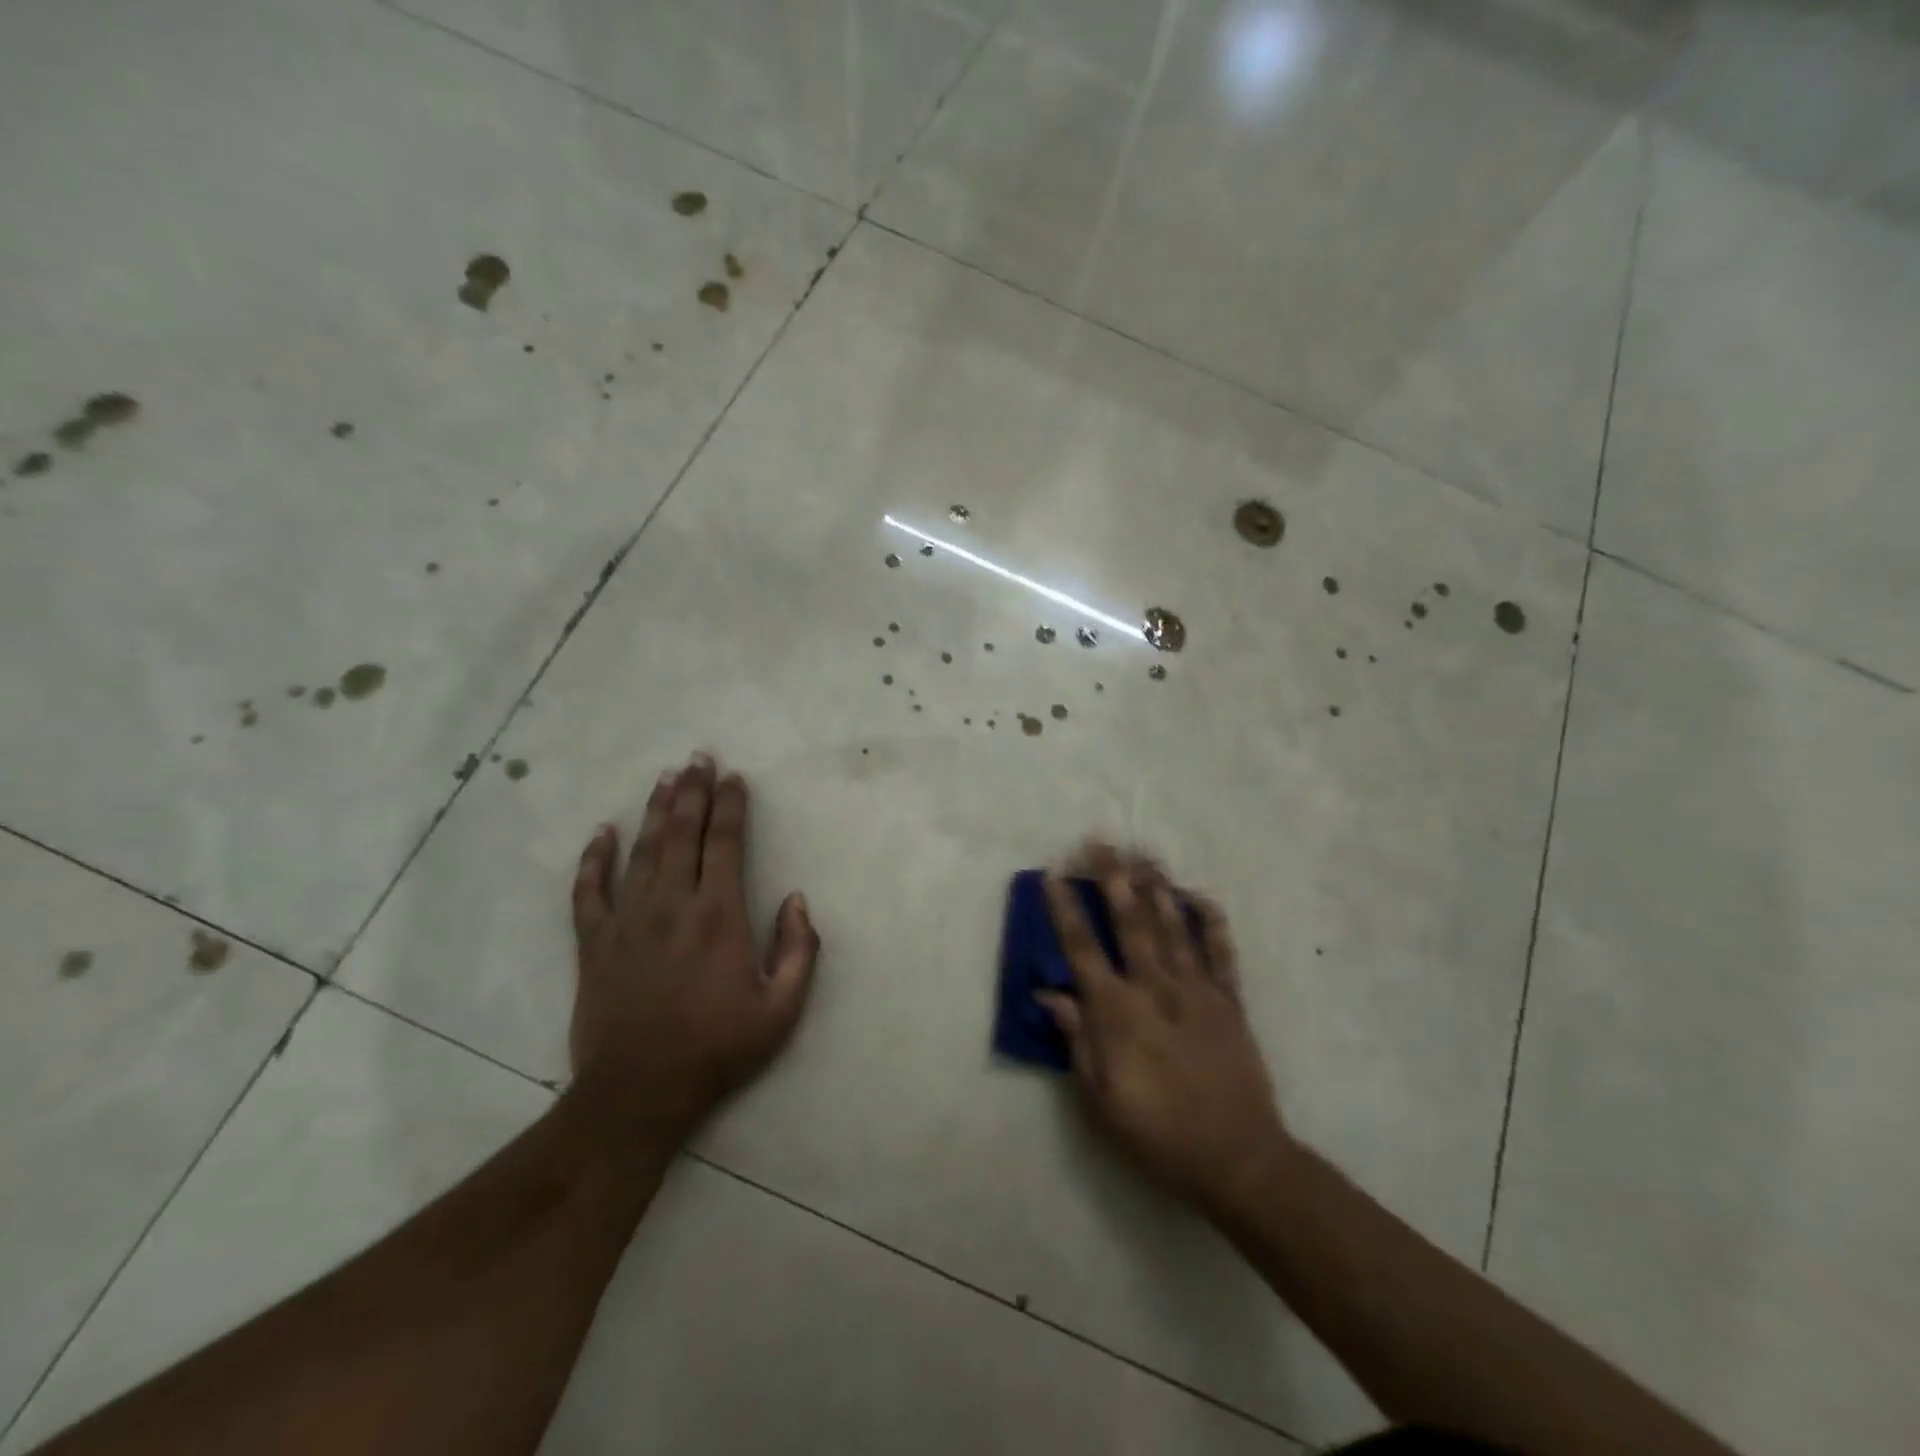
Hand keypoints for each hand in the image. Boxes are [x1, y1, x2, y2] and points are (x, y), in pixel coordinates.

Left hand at [567, 752, 819, 1145]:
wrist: (639, 1092)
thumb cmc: (718, 1049)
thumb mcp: (782, 1009)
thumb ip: (800, 949)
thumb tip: (797, 899)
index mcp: (719, 916)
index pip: (726, 843)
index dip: (731, 806)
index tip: (734, 778)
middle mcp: (673, 905)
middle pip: (682, 834)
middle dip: (693, 792)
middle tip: (698, 758)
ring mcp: (628, 920)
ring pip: (642, 851)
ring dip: (655, 811)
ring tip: (665, 779)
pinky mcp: (594, 942)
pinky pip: (589, 891)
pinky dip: (594, 859)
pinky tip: (602, 832)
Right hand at [1039, 845, 1292, 1220]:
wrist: (1237, 1159)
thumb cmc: (1157, 1134)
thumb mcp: (1101, 1098)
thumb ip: (1077, 1040)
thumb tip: (1050, 995)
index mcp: (1118, 1012)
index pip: (1082, 949)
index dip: (1065, 909)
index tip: (1054, 874)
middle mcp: (1155, 989)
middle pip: (1130, 922)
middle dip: (1113, 878)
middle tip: (1102, 841)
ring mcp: (1197, 991)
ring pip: (1173, 927)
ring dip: (1158, 887)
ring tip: (1145, 853)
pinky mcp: (1230, 1002)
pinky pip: (1220, 953)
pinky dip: (1211, 922)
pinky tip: (1200, 897)